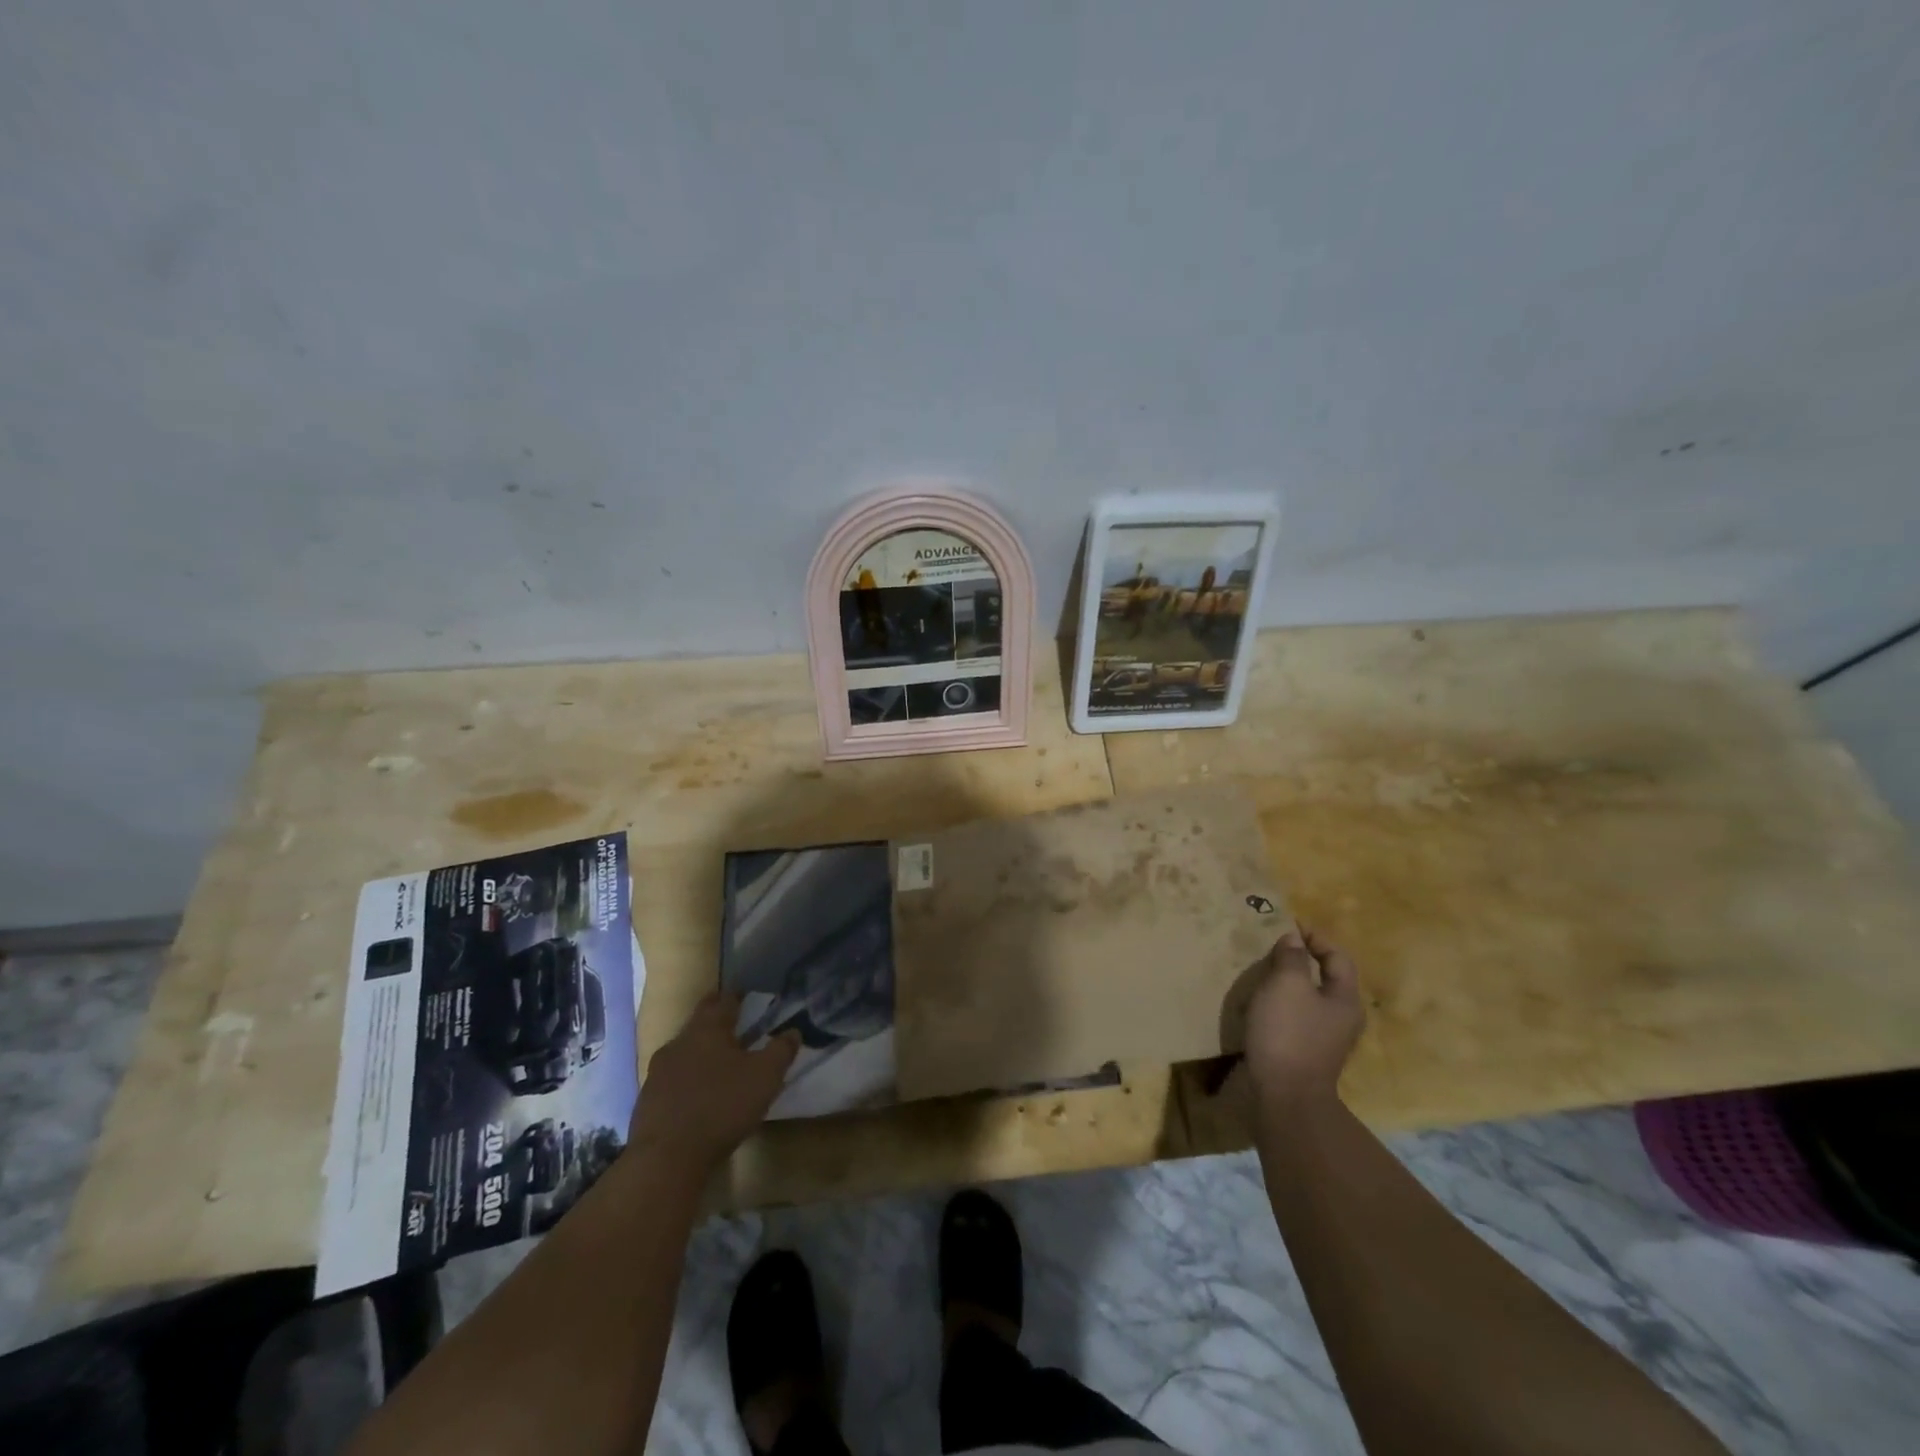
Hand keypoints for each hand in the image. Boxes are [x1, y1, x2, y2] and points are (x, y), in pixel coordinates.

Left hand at [629, 992, 798, 1173]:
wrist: (666, 1158)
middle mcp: (679, 1041)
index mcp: (708, 1028)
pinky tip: (698, 1093)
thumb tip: (793, 1031)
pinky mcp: (648, 1099)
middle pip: (700, 1021)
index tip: (747, 996)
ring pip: (684, 1049)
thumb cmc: (722, 1106)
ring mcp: (658, 1071)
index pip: (724, 1001)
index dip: (737, 996)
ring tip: (718, 1060)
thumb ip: (781, 1050)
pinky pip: (673, 1077)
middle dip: (717, 1019)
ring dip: (701, 1050)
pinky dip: (687, 1078)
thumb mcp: (765, 1077)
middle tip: (735, 1022)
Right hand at [1242, 927, 1364, 1108]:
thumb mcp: (1287, 985)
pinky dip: (1281, 1005)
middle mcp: (1342, 1018)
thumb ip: (1291, 957)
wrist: (1285, 1096)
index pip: (1338, 956)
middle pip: (1326, 978)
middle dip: (1301, 959)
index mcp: (1345, 999)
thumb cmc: (1289, 1033)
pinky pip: (1296, 1017)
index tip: (1287, 925)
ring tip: (1262, 973)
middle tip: (1271, 948)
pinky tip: (1260, 1006)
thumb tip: (1294, 938)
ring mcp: (1325, 1039)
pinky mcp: (1306, 1053)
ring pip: (1309, 998)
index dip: (1315, 937)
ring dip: (1288, 983)